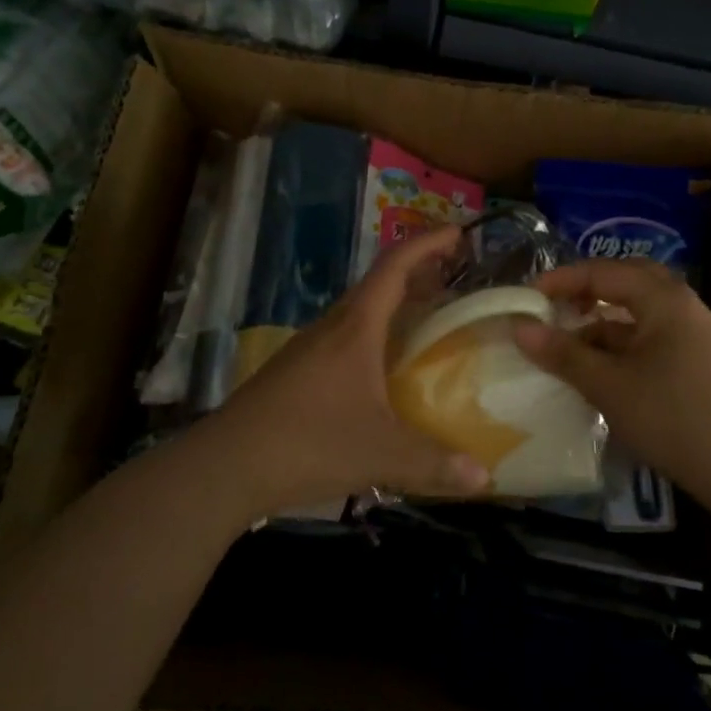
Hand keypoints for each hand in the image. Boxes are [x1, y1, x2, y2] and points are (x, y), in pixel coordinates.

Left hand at [191, 226, 491, 518]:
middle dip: (418, 276)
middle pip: (378, 285)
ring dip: (394, 308)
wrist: (225, 466)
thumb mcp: (380, 454)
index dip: (427, 244)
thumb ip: (434, 463)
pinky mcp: (295, 372)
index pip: (395, 266)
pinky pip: (344, 339)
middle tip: (455, 283)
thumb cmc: (308, 442)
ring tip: (426, 323)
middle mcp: (332, 327)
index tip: (458, 233)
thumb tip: (485, 477)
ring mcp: (308, 348)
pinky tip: (383, 372)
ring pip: (359, 313)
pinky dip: (374, 337)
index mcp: (356, 327)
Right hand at [512, 259, 710, 520]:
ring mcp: (695, 337)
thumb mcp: (611, 386)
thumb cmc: (678, 418)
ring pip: (638, 317)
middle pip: (626, 284)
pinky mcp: (699, 366)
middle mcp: (682, 307)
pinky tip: (601, 376)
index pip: (603, 272)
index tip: (525, 299)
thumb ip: (564, 354)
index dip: (561, 281)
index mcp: (663, 298)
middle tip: (553, 311)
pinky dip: (621, 350)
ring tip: (567, 349)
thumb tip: (519, 327)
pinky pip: (651, 342)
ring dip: (602, 326)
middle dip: (586, 293)